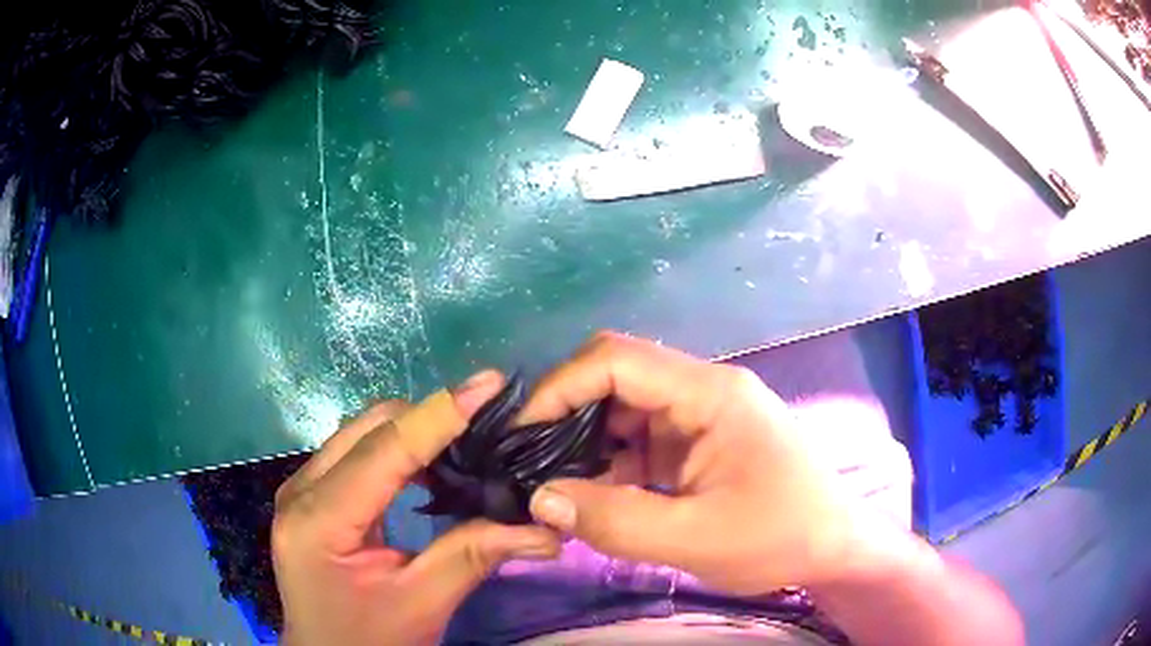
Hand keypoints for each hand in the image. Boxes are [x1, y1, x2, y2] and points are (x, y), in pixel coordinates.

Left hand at [272, 372, 561, 645]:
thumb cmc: (369, 641)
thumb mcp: (422, 605)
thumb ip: (474, 556)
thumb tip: (544, 529)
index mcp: (319, 519)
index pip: (385, 450)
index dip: (440, 414)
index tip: (491, 384)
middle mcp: (301, 488)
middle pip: (369, 427)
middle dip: (430, 418)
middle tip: (489, 425)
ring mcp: (301, 487)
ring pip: (362, 432)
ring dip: (414, 431)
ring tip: (466, 441)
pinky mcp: (312, 495)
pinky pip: (357, 452)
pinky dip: (398, 449)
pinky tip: (430, 466)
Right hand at [521, 332, 855, 594]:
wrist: (834, 548)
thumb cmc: (780, 537)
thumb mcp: (695, 539)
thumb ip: (614, 520)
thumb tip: (539, 499)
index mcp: (710, 394)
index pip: (617, 360)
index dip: (561, 387)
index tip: (522, 433)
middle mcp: (703, 390)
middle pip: (618, 375)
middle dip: (568, 412)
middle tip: (530, 459)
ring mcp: (702, 416)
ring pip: (624, 409)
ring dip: (586, 441)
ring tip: (553, 482)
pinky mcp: (700, 442)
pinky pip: (641, 439)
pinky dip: (610, 462)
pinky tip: (592, 494)